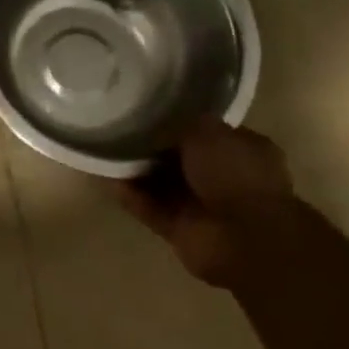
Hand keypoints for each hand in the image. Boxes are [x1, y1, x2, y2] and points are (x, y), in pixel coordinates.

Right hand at [116, 118, 294, 286]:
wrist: (244, 238)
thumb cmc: (236, 175)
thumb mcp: (209, 131)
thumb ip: (181, 125)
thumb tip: (159, 125)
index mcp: (240, 150)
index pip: (203, 132)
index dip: (176, 122)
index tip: (145, 110)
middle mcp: (221, 177)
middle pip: (176, 158)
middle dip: (150, 147)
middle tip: (118, 128)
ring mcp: (199, 205)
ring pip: (159, 183)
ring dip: (134, 170)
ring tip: (104, 148)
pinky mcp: (177, 228)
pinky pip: (147, 207)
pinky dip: (128, 194)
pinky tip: (104, 176)